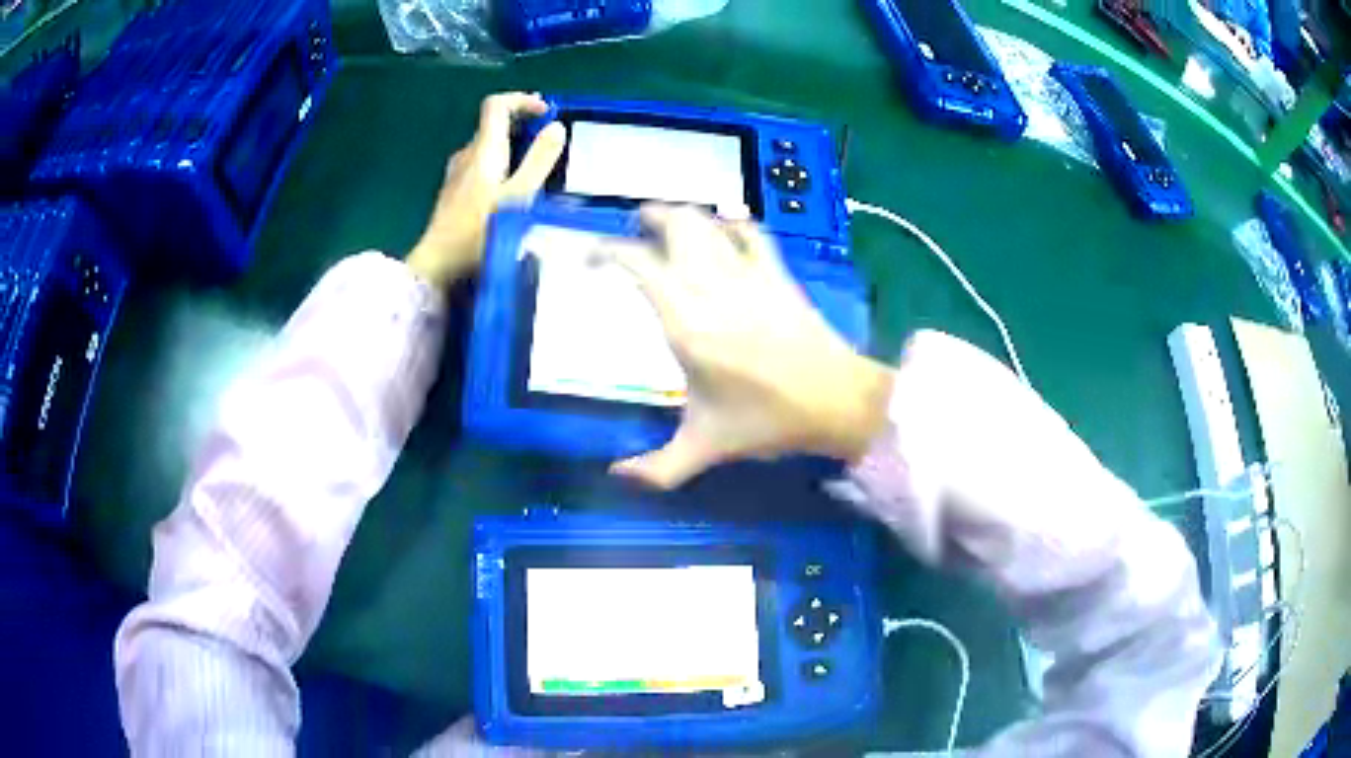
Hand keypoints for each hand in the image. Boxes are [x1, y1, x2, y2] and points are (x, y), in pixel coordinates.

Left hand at [408, 92, 566, 287]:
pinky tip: (512, 190)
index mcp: (484, 150)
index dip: (522, 100)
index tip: (546, 112)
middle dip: (523, 125)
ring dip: (513, 147)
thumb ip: (539, 161)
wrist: (438, 264)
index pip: (497, 105)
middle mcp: (467, 155)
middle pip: (493, 125)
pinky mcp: (454, 192)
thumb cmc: (479, 231)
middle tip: (548, 142)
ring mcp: (457, 173)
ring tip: (536, 168)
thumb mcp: (518, 196)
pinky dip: (501, 164)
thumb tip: (557, 127)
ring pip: (487, 146)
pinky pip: (481, 165)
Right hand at [604, 206, 894, 488]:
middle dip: (649, 217)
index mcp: (686, 322)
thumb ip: (657, 468)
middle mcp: (711, 286)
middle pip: (675, 225)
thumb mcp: (706, 447)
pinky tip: (724, 227)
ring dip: (684, 215)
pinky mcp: (777, 273)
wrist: (836, 400)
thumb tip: (616, 476)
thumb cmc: (767, 420)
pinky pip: (752, 232)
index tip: (592, 256)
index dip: (609, 251)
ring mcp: (748, 274)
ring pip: (709, 222)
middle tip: (633, 226)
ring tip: (667, 223)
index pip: (639, 264)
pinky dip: (733, 223)